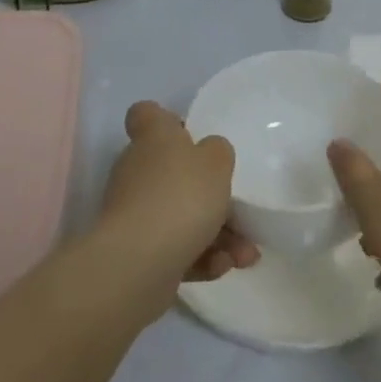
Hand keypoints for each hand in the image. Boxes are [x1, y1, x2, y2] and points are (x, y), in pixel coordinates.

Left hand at [98, 102, 257, 292]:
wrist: (138, 265)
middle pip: (171, 171)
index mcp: (153, 138)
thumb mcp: (216, 162)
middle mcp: (138, 171)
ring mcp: (134, 214)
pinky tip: (225, 267)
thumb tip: (209, 153)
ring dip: (217, 234)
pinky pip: (174, 249)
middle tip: (238, 209)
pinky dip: (200, 257)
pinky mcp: (137, 253)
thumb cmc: (181, 197)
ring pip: (180, 216)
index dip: (165, 119)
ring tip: (246, 254)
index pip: (146, 115)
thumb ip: (218, 151)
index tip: (188, 135)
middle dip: (209, 194)